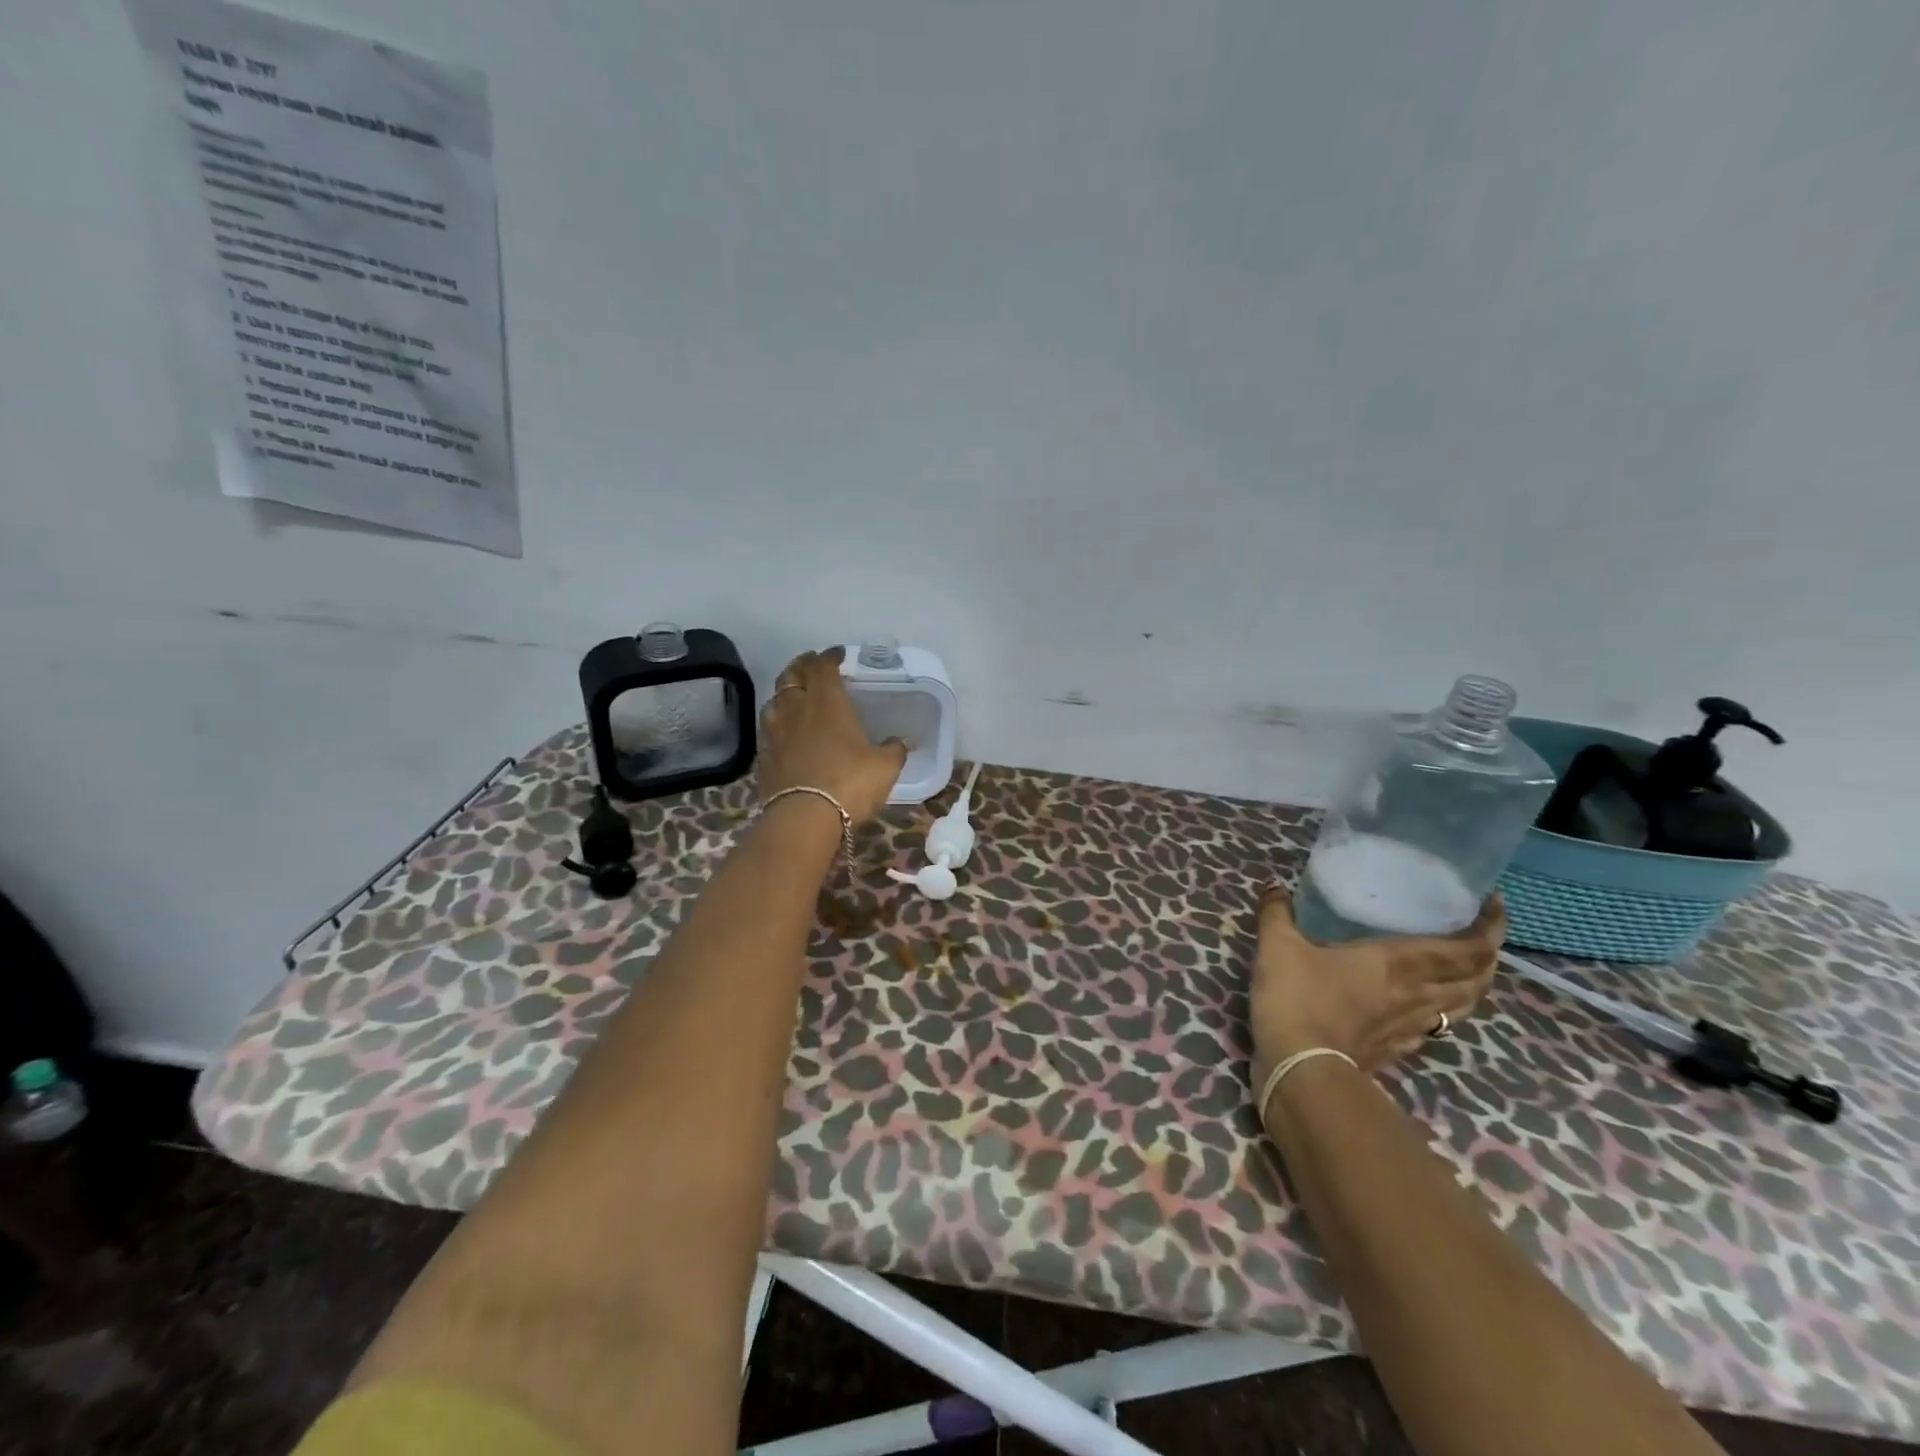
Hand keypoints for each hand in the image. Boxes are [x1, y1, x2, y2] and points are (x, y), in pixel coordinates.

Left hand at [757, 647, 907, 825]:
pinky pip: (769, 727)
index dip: (830, 656)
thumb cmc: (850, 784)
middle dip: (803, 665)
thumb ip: (894, 750)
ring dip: (786, 690)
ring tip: (795, 692)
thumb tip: (901, 741)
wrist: (804, 819)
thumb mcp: (885, 768)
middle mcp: (798, 709)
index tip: (837, 654)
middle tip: (811, 663)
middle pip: (793, 676)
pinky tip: (784, 728)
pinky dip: (777, 719)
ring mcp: (776, 732)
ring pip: (775, 699)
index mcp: (828, 703)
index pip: (824, 667)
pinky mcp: (765, 756)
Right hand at [1249, 888, 1503, 1096]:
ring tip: (1469, 972)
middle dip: (1488, 957)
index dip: (1489, 927)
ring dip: (1475, 988)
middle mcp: (1415, 994)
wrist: (1299, 1067)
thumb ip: (1277, 912)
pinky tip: (1430, 1011)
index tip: (1496, 905)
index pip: (1464, 948)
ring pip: (1461, 1007)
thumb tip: (1274, 885)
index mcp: (1397, 963)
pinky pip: (1435, 1029)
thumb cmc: (1297, 996)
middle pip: (1475, 979)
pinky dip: (1444, 1015)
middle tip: (1484, 937)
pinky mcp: (1395, 1050)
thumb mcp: (1278, 945)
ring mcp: (1410, 1027)